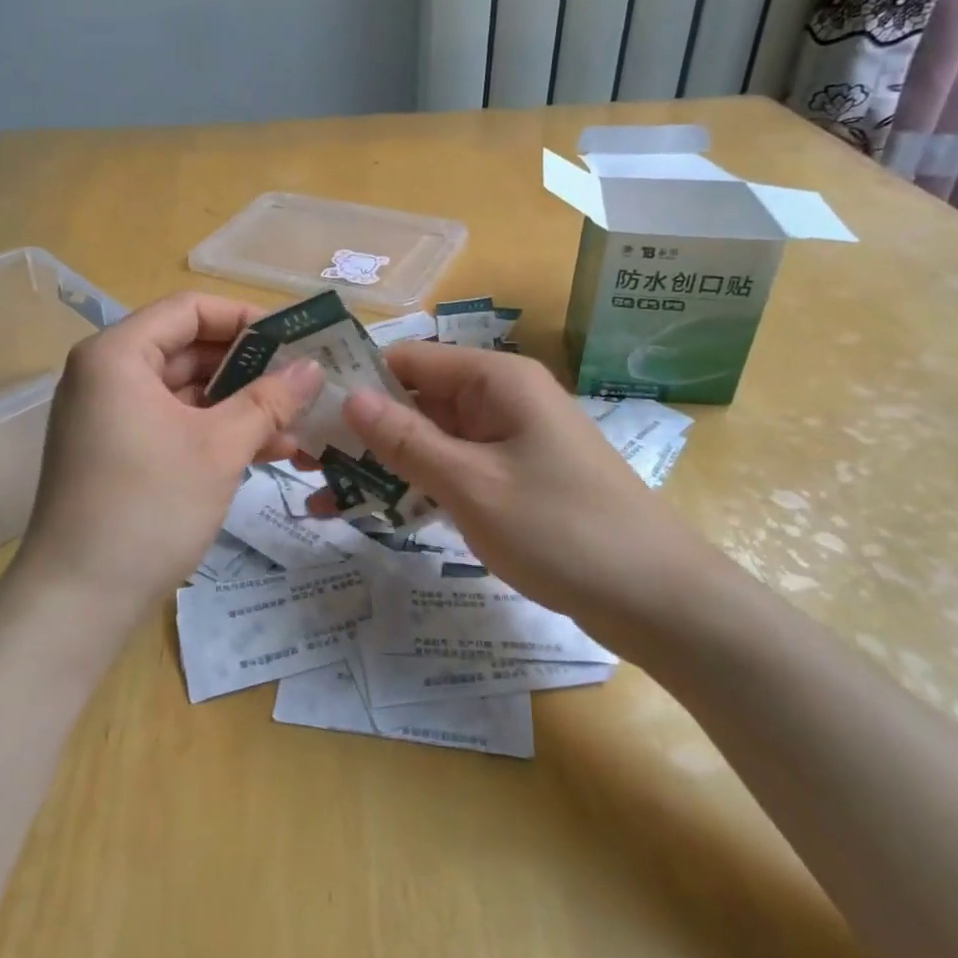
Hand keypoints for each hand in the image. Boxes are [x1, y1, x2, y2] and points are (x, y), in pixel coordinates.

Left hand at [13, 293, 322, 613]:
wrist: (79, 600)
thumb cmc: (149, 507)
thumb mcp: (220, 449)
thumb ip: (269, 400)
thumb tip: (314, 368)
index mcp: (118, 355)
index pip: (189, 310)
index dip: (246, 318)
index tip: (295, 339)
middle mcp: (107, 375)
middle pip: (188, 349)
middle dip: (250, 368)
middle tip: (305, 382)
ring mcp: (110, 417)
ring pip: (186, 392)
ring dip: (240, 405)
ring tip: (298, 423)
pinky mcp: (118, 452)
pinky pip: (173, 424)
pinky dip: (215, 432)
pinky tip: (266, 450)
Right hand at [328, 343, 726, 633]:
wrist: (656, 598)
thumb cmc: (562, 529)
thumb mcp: (472, 484)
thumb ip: (406, 440)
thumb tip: (348, 397)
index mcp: (495, 380)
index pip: (408, 359)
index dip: (356, 379)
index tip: (304, 410)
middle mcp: (498, 400)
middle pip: (414, 401)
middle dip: (360, 430)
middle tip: (301, 460)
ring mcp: (505, 442)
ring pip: (427, 441)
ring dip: (379, 465)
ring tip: (320, 494)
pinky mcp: (509, 480)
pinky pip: (450, 473)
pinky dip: (413, 489)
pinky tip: (368, 514)